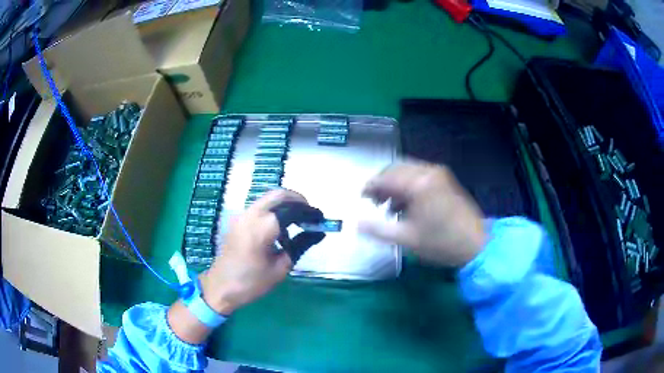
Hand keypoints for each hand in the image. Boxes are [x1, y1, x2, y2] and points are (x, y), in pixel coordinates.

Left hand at [200, 189, 307, 314]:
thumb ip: (301, 245)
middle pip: (279, 194)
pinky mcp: (238, 220)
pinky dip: (274, 211)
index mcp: (263, 226)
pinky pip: (260, 208)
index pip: (293, 209)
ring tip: (297, 225)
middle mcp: (251, 214)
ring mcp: (242, 215)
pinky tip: (279, 232)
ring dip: (285, 205)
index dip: (310, 212)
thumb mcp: (281, 267)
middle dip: (298, 200)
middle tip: (310, 216)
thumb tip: (319, 233)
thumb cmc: (252, 282)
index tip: (322, 220)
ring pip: (268, 199)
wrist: (220, 287)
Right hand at [359, 161, 486, 266]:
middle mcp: (428, 172)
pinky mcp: (445, 180)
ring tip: (389, 206)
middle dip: (382, 183)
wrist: (476, 244)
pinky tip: (406, 204)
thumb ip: (378, 229)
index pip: (385, 177)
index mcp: (417, 183)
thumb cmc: (441, 242)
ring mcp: (438, 174)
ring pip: (408, 171)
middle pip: (396, 169)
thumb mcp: (406, 239)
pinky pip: (419, 175)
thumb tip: (356, 222)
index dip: (370, 186)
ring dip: (395, 184)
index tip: (361, 197)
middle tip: (373, 201)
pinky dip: (408, 185)